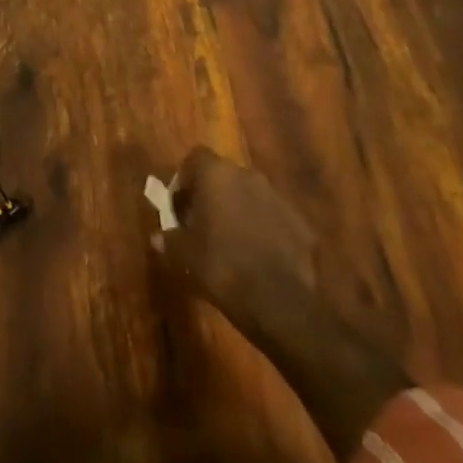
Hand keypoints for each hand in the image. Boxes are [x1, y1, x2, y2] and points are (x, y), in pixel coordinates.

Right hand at [154, 146, 318, 341]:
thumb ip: (169, 240)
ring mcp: (279, 199)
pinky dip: (266, 232)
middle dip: (214, 195)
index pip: (195, 158)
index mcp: (216, 174)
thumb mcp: (183, 255)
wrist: (280, 303)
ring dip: (241, 212)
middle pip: (225, 176)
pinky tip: (259, 259)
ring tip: (232, 243)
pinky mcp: (303, 226)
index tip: (180, 206)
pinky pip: (275, 220)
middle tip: (203, 224)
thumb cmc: (221, 266)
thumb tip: (159, 238)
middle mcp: (248, 176)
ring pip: (252, 197)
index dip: (185, 180)